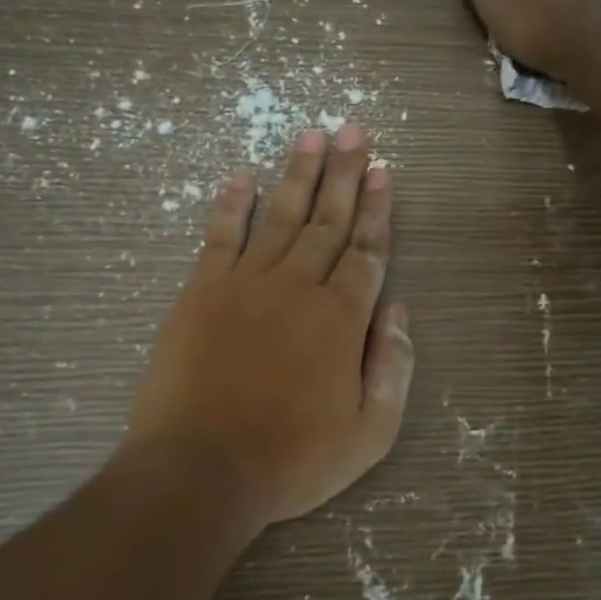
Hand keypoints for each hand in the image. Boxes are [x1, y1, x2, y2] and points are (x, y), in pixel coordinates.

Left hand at [127, 123, 413, 526]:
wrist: (201, 470)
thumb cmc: (292, 459)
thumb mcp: (369, 432)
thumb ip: (392, 368)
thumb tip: (399, 311)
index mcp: (342, 319)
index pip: (367, 251)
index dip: (378, 209)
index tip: (383, 170)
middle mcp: (298, 287)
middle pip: (328, 221)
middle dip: (344, 173)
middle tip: (353, 129)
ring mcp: (246, 284)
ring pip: (279, 216)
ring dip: (297, 173)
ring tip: (310, 134)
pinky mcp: (201, 292)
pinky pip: (220, 236)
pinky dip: (231, 203)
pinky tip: (241, 174)